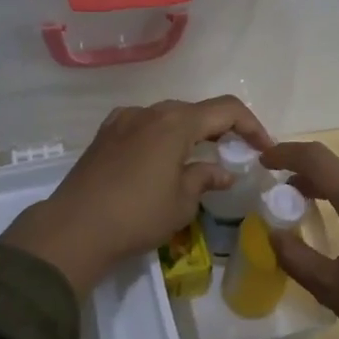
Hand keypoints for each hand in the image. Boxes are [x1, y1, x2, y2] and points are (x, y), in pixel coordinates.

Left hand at [0, 96, 271, 295]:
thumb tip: (222, 171)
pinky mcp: (104, 135)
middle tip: (235, 154)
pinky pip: (143, 126)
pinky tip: (161, 160)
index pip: (226, 109)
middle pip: (196, 110)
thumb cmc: (137, 215)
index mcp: (176, 122)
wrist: (74, 228)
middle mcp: (150, 111)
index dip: (251, 125)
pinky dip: (161, 137)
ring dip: (189, 133)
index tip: (264, 148)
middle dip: (220, 129)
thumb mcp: (182, 202)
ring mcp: (123, 120)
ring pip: (167, 117)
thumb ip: (205, 178)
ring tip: (199, 159)